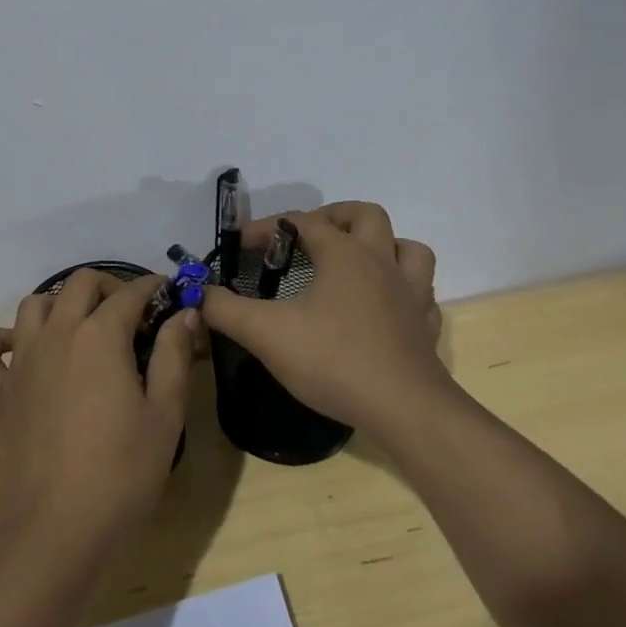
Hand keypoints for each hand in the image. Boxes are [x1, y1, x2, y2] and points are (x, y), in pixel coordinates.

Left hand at [0, 271, 194, 569]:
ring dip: (59, 304)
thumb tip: (184, 314)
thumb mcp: (165, 415)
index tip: (168, 295)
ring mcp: (21, 361)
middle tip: (131, 313)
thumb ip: (174, 356)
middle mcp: (56, 334)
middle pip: (79, 284)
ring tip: (81, 327)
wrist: (56, 528)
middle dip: (109, 286)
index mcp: (100, 336)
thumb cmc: (121, 473)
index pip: (129, 294)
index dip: (152, 288)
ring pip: (32, 306)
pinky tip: (17, 351)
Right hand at [200, 202, 447, 433]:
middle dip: (334, 217)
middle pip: (366, 215)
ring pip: (409, 249)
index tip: (241, 245)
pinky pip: (422, 294)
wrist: (405, 411)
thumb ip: (225, 309)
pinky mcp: (426, 328)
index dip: (267, 228)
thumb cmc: (334, 360)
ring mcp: (412, 295)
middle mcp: (382, 263)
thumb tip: (199, 293)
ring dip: (383, 246)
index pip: (301, 221)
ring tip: (355, 264)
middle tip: (308, 239)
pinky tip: (385, 308)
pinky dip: (403, 291)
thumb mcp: (265, 333)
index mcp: (345, 254)